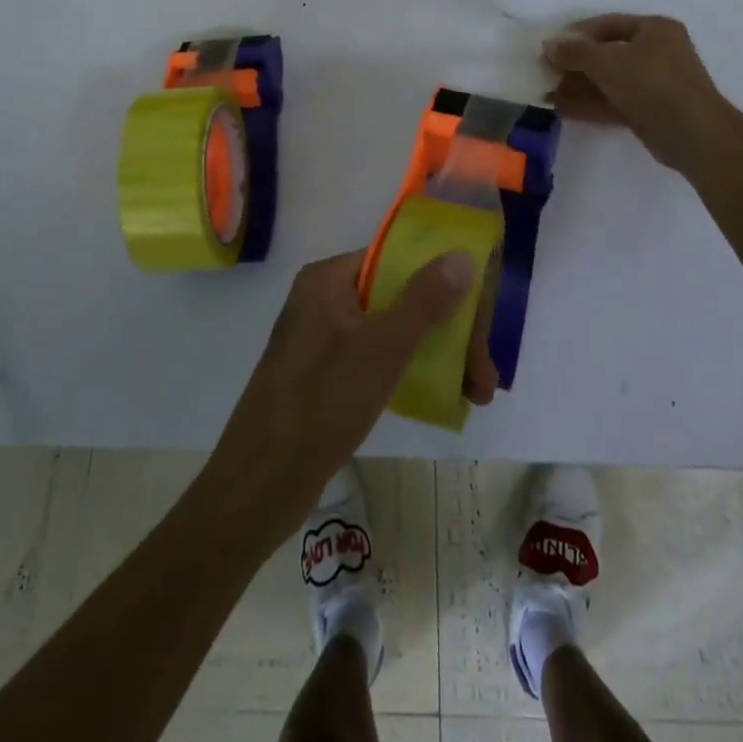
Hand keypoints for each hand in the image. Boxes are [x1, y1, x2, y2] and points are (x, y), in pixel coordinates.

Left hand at [206, 249, 494, 540]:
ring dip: (437, 356)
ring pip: (392, 331)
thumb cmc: (321, 403)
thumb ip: (424, 300)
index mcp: (328, 279)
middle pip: (400, 298)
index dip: (443, 283)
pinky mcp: (322, 375)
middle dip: (449, 333)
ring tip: (476, 395)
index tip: (478, 320)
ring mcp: (321, 339)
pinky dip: (409, 371)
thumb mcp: (381, 348)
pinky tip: (443, 398)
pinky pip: (376, 358)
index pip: (397, 261)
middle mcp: (323, 300)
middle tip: (484, 376)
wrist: (258, 486)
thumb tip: (461, 255)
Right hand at [542, 13, 737, 173]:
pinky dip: (589, 105)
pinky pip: (613, 102)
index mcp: (654, 29)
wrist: (693, 133)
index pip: (607, 24)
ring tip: (545, 94)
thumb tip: (548, 44)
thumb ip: (575, 52)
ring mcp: (654, 84)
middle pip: (606, 54)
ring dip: (577, 87)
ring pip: (608, 81)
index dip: (576, 34)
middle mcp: (657, 52)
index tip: (550, 46)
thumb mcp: (607, 61)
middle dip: (574, 64)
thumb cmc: (651, 82)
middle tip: (544, 72)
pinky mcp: (649, 112)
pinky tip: (561, 110)